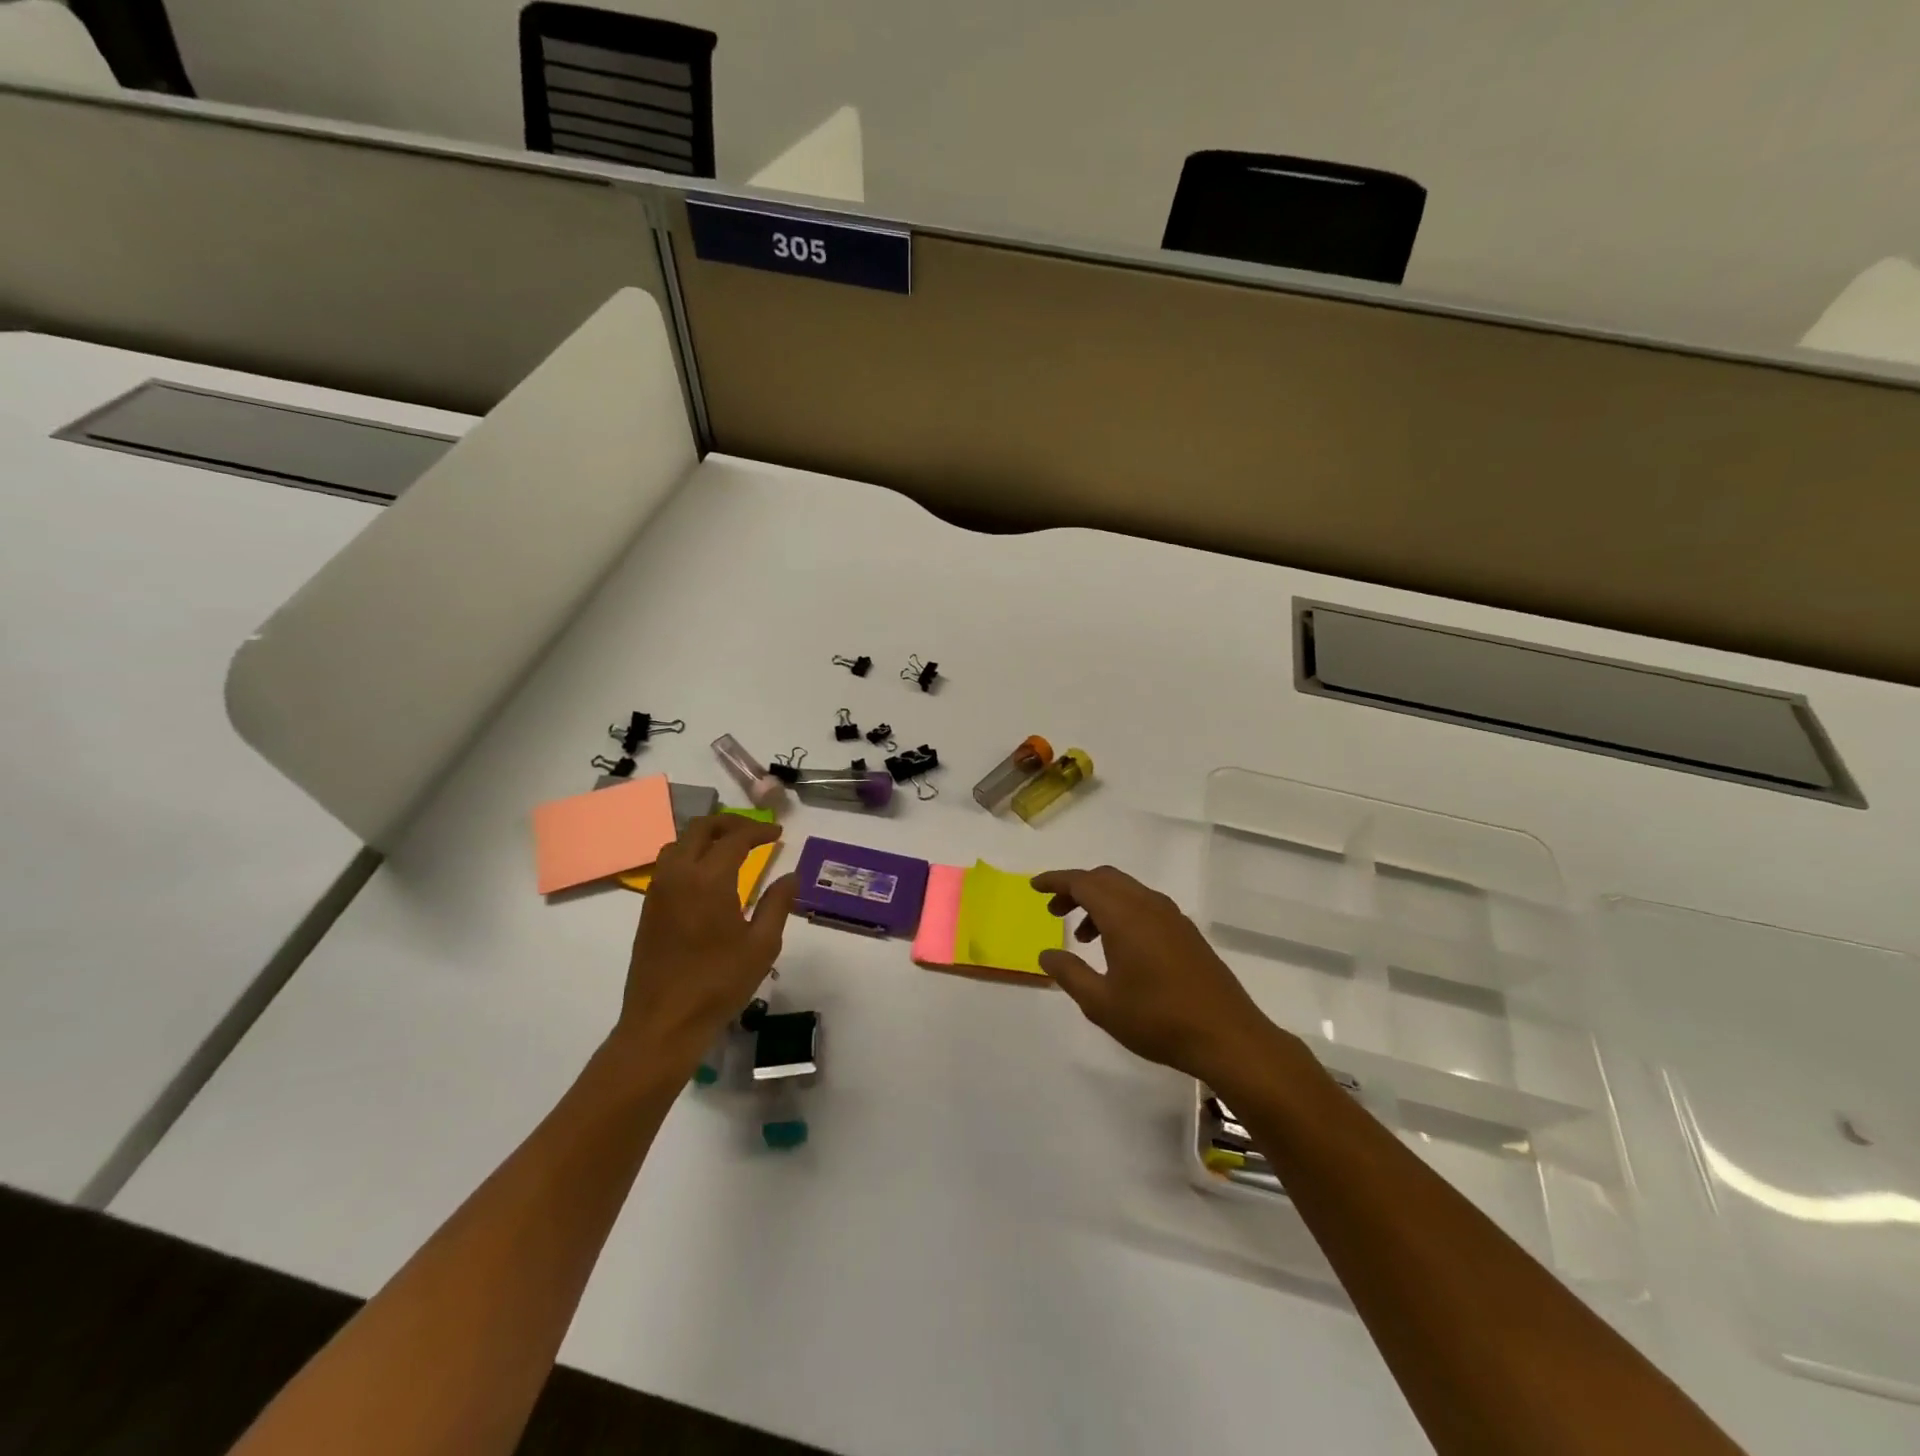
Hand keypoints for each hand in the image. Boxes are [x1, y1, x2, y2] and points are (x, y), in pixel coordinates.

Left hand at [612, 814, 797, 1077]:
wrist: (663, 1022)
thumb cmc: (718, 984)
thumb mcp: (762, 945)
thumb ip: (777, 904)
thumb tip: (790, 875)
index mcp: (709, 879)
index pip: (735, 838)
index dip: (759, 830)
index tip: (778, 834)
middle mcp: (679, 874)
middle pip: (701, 828)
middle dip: (730, 823)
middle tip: (755, 833)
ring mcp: (658, 890)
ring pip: (679, 842)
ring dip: (706, 836)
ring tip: (731, 848)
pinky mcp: (648, 908)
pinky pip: (668, 863)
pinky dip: (690, 853)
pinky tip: (707, 875)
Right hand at [1031, 865, 1291, 1087]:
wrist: (1227, 1037)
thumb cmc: (1158, 1019)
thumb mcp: (1101, 1003)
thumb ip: (1069, 973)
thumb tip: (1046, 953)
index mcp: (1124, 915)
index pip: (1082, 882)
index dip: (1056, 881)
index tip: (1035, 887)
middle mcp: (1148, 905)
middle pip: (1105, 879)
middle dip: (1076, 888)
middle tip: (1054, 912)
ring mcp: (1172, 916)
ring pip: (1126, 891)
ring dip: (1099, 902)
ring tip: (1083, 936)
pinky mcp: (1186, 932)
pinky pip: (1144, 905)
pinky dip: (1121, 912)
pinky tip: (1118, 947)